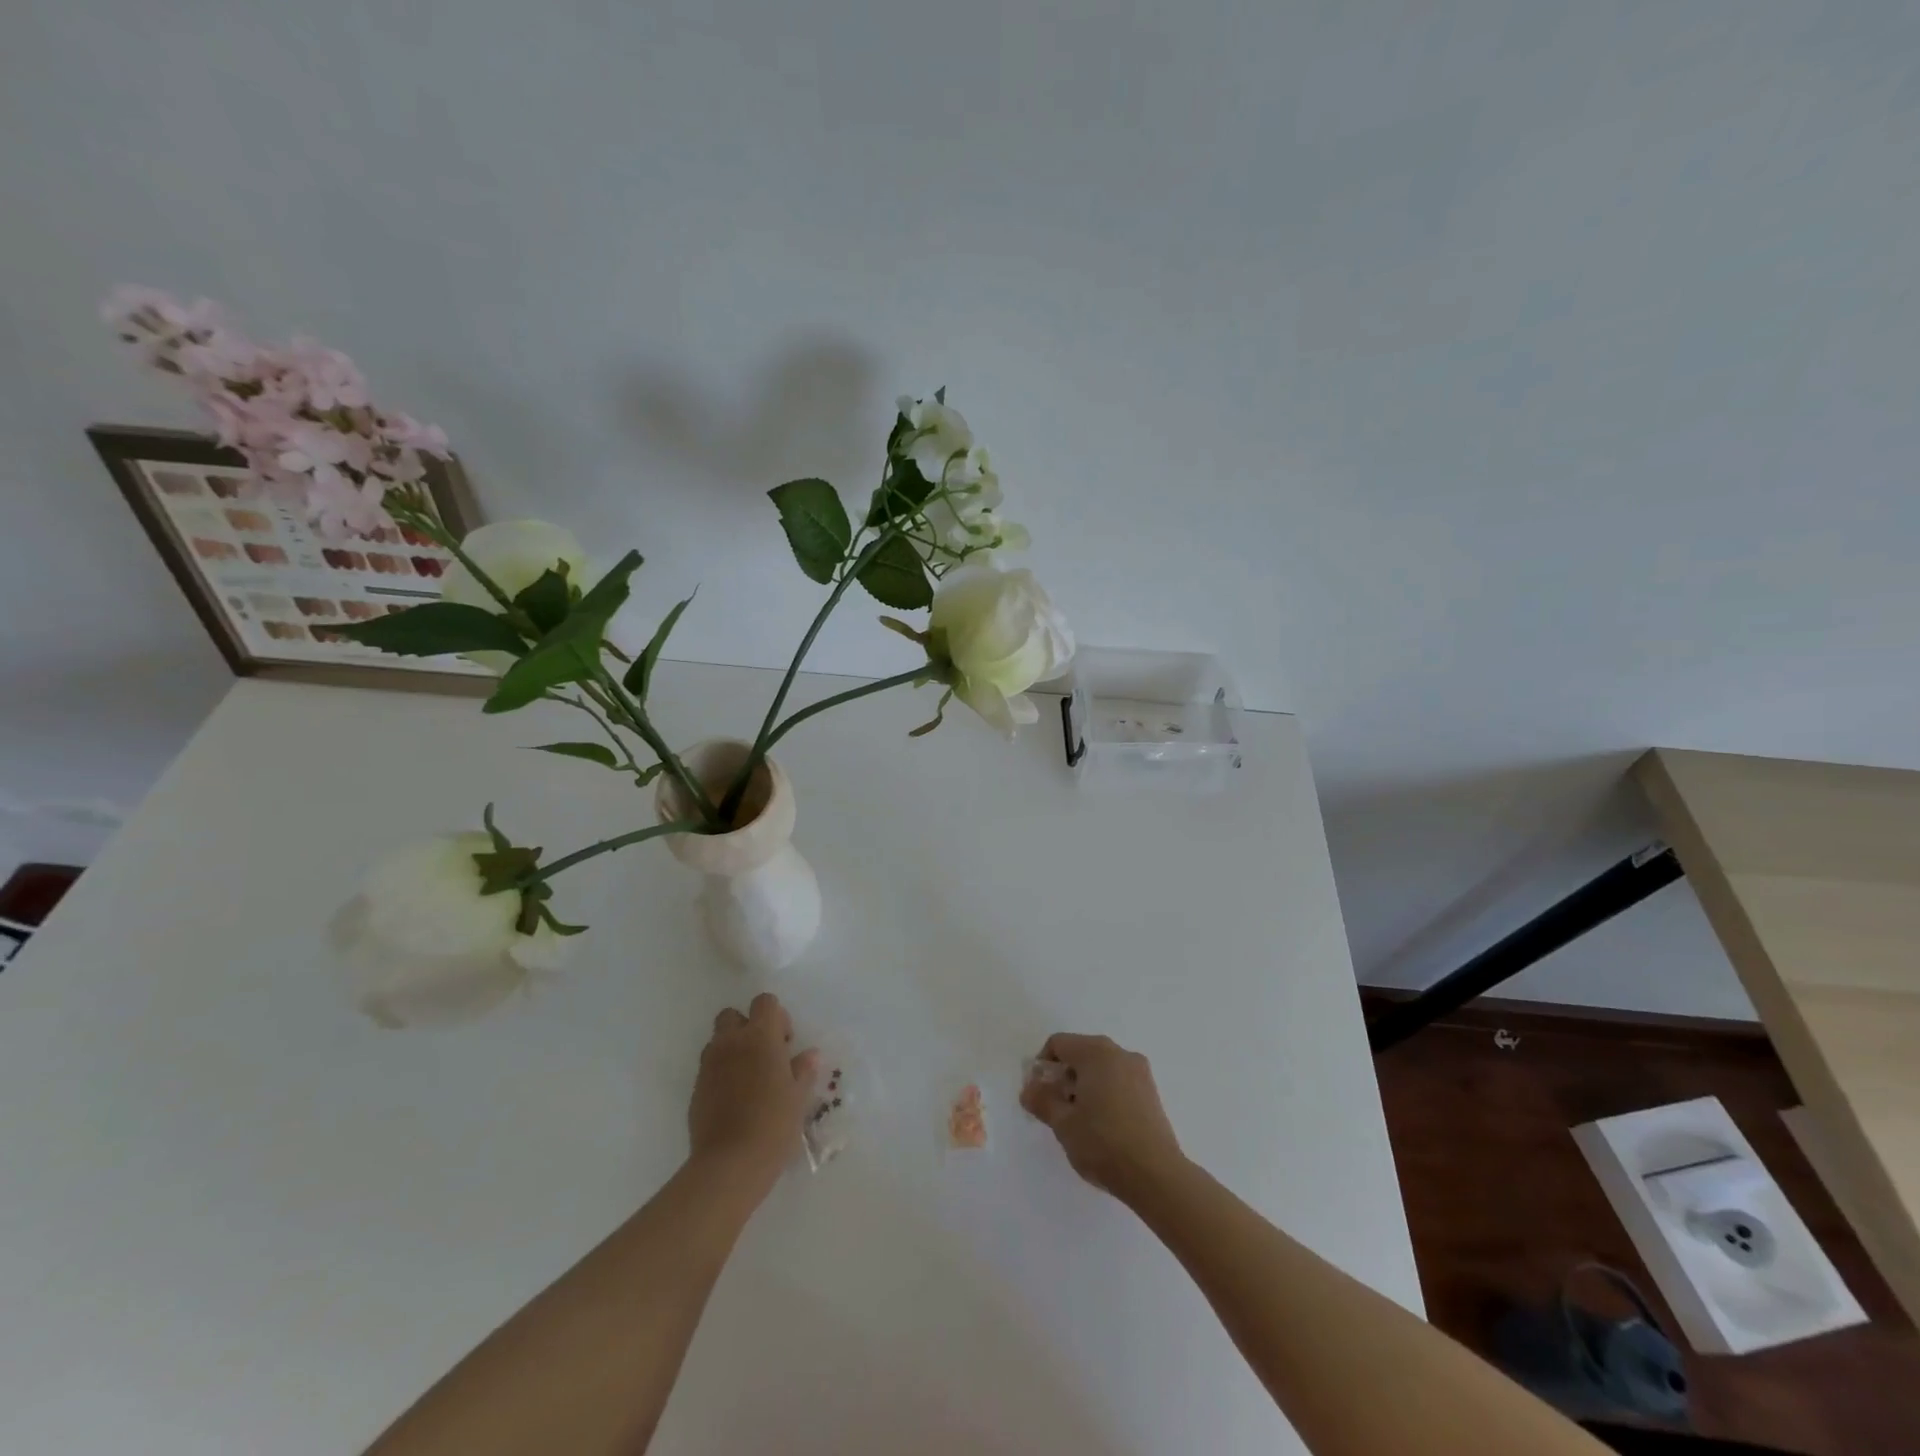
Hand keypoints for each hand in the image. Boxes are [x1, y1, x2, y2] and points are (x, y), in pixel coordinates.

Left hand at [688, 992, 817, 1192]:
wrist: (730, 1164)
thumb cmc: (774, 1124)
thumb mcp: (798, 1097)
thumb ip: (803, 1070)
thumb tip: (809, 1055)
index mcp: (760, 1036)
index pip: (764, 1002)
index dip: (776, 1016)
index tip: (785, 1042)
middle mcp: (731, 1042)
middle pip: (732, 1016)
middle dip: (746, 1027)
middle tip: (764, 1055)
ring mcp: (709, 1066)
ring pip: (718, 1042)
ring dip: (732, 1050)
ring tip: (749, 1080)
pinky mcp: (695, 1090)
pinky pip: (709, 1069)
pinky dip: (721, 1075)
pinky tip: (735, 1101)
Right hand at [1020, 1032, 1185, 1203]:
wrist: (1156, 1176)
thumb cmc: (1103, 1143)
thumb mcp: (1063, 1123)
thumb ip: (1042, 1100)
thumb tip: (1029, 1089)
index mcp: (1096, 1052)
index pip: (1058, 1044)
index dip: (1042, 1066)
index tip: (1039, 1094)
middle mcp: (1119, 1053)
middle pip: (1081, 1053)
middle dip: (1063, 1076)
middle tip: (1056, 1108)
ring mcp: (1140, 1071)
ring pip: (1101, 1067)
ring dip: (1084, 1085)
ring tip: (1079, 1120)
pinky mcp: (1151, 1092)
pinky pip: (1118, 1080)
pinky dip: (1104, 1092)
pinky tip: (1103, 1125)